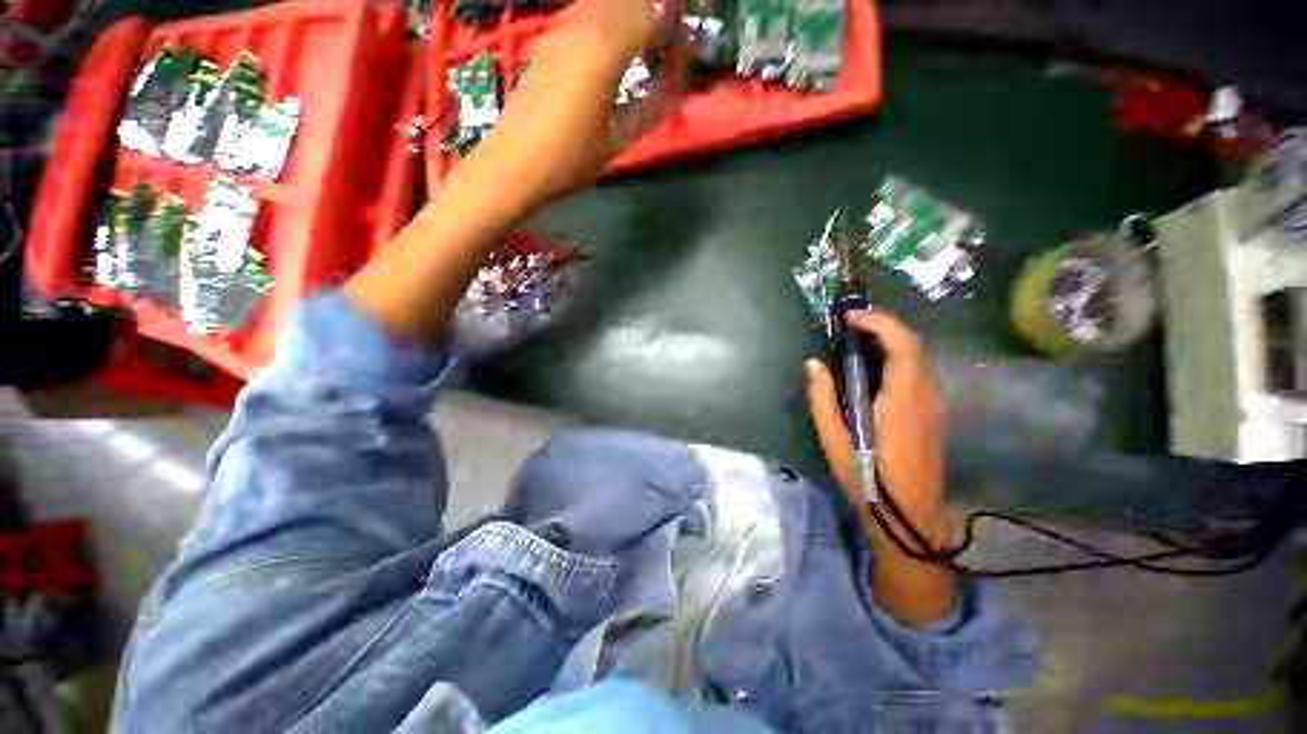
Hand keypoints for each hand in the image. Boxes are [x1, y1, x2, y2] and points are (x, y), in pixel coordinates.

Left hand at [485, 0, 671, 202]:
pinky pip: (584, 14)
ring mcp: (560, 30)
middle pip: (629, 0)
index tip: (685, 49)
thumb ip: (650, 111)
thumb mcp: (617, 141)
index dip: (675, 26)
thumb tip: (674, 94)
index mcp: (606, 50)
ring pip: (604, 2)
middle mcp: (583, 26)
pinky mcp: (546, 42)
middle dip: (655, 13)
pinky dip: (606, 21)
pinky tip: (611, 48)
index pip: (653, 15)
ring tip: (644, 45)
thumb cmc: (570, 159)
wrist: (516, 163)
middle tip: (668, 42)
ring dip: (630, 15)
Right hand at [805, 310, 946, 538]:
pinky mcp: (934, 413)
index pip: (901, 345)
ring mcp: (934, 404)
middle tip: (851, 324)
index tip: (850, 317)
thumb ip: (822, 399)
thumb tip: (813, 364)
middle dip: (883, 325)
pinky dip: (898, 357)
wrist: (910, 516)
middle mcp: (925, 395)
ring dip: (891, 340)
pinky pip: (919, 372)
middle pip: (913, 344)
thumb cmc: (867, 478)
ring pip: (918, 357)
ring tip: (858, 341)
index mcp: (902, 400)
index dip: (878, 322)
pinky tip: (875, 368)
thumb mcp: (834, 440)